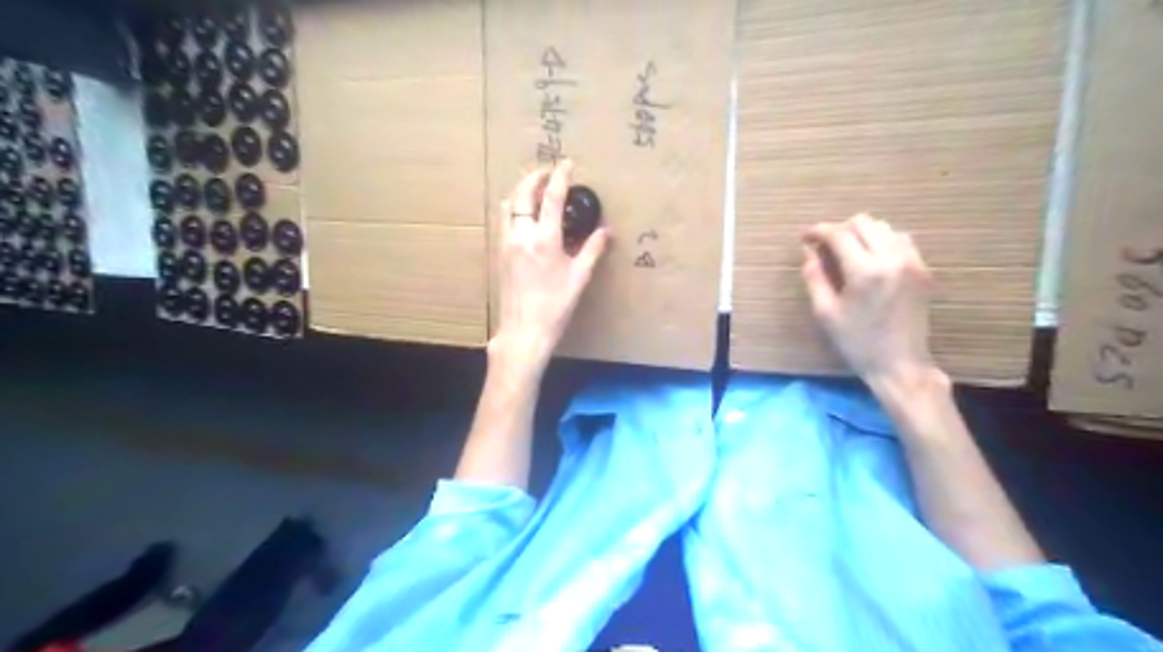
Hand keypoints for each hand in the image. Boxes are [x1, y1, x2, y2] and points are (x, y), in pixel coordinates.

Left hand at [493, 159, 610, 366]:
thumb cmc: (555, 307)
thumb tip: (605, 231)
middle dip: (534, 177)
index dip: (560, 176)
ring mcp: (507, 244)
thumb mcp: (579, 278)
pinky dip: (513, 208)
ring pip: (508, 206)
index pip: (551, 198)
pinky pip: (504, 221)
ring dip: (521, 191)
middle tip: (547, 171)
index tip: (567, 163)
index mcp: (544, 240)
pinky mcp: (500, 254)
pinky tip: (523, 215)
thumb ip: (592, 250)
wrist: (524, 330)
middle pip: (522, 194)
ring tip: (534, 189)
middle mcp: (521, 236)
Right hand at [801, 215, 932, 387]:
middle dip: (840, 229)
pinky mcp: (923, 269)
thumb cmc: (856, 342)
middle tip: (825, 246)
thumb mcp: (825, 312)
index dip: (819, 231)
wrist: (900, 363)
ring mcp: (912, 262)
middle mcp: (891, 259)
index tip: (805, 237)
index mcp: (864, 272)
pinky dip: (883, 240)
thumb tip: (809, 251)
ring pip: (884, 227)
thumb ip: (814, 277)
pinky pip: (902, 240)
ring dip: (862, 233)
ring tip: (848, 251)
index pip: (839, 234)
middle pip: (863, 223)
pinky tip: (871, 257)